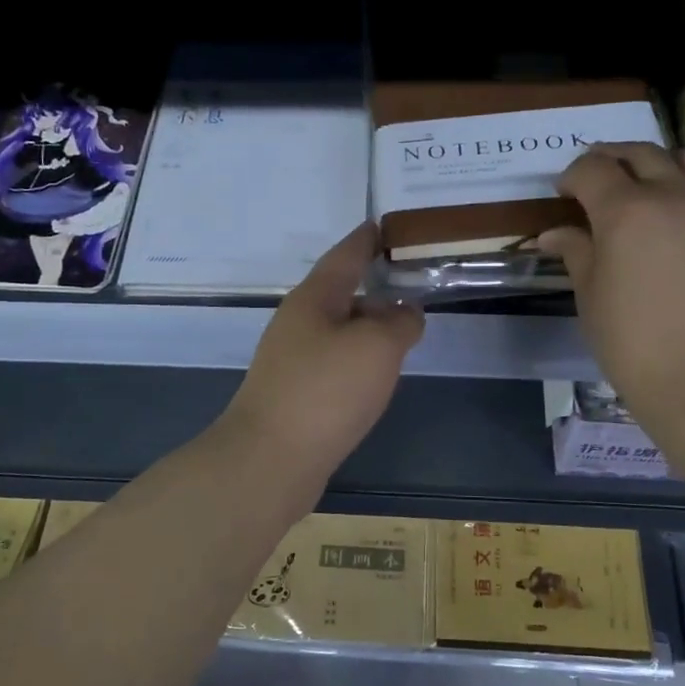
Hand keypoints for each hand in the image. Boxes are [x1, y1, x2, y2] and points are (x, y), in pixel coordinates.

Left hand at [222, 223, 424, 481]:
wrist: (270, 460)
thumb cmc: (325, 391)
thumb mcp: (376, 347)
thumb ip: (400, 322)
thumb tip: (406, 313)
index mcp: (314, 299)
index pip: (346, 255)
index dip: (368, 238)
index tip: (387, 224)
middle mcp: (298, 323)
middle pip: (342, 293)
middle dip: (376, 286)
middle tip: (414, 281)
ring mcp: (293, 360)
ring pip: (340, 331)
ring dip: (370, 326)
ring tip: (405, 328)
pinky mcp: (297, 394)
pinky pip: (336, 363)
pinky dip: (361, 359)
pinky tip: (377, 374)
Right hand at [539, 142, 684, 415]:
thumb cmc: (631, 342)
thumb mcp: (590, 296)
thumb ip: (576, 252)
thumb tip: (555, 234)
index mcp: (627, 211)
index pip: (593, 168)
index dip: (573, 174)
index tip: (564, 192)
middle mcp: (676, 198)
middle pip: (642, 153)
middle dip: (613, 157)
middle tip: (599, 176)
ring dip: (663, 164)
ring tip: (651, 185)